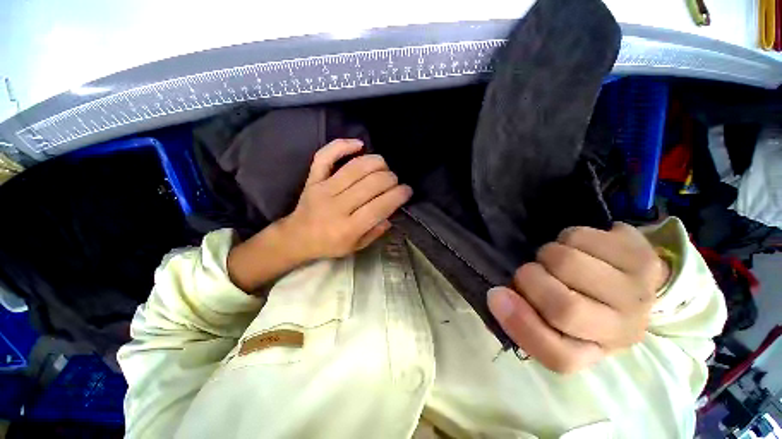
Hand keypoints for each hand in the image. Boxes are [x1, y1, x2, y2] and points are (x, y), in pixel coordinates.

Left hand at [228, 139, 410, 292]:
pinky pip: (325, 156)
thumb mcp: (356, 247)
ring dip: (376, 162)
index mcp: (348, 228)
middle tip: (395, 181)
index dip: (398, 195)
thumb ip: (375, 231)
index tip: (407, 190)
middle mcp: (336, 206)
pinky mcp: (313, 178)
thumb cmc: (329, 244)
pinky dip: (342, 145)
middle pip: (371, 184)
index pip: (380, 207)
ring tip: (384, 166)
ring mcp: (323, 189)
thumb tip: (391, 211)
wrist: (297, 237)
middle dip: (390, 178)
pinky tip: (359, 144)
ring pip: (355, 168)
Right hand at [487, 223, 670, 373]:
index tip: (495, 294)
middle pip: (564, 308)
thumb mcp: (552, 316)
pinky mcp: (642, 256)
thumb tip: (495, 296)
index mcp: (593, 350)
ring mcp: (638, 293)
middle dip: (530, 279)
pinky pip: (581, 238)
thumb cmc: (582, 298)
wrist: (628, 276)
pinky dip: (567, 237)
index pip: (557, 356)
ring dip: (548, 255)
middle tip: (531, 270)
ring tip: (558, 259)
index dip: (520, 325)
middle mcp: (623, 331)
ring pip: (568, 263)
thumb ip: (523, 316)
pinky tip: (581, 247)